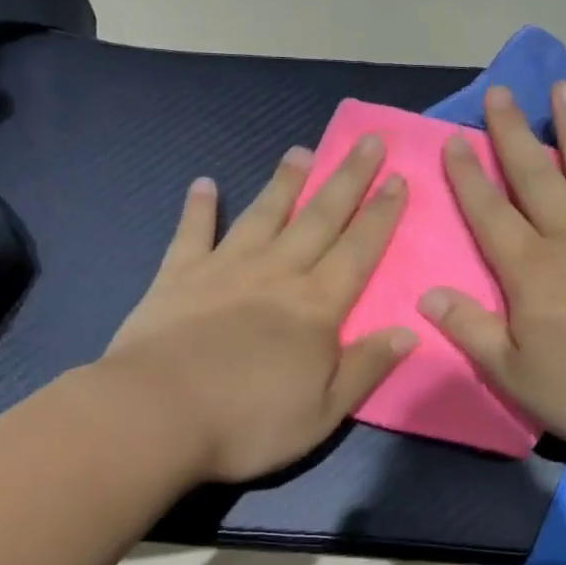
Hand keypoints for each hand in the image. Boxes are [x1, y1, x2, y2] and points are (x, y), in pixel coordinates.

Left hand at [102, 137, 415, 483]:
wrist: (157, 416)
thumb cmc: (247, 423)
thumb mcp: (323, 412)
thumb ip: (365, 368)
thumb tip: (408, 332)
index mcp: (315, 307)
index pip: (359, 251)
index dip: (381, 215)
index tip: (398, 178)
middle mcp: (276, 274)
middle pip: (319, 219)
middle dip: (347, 179)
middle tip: (368, 141)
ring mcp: (224, 269)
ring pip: (263, 215)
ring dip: (284, 182)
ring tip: (300, 151)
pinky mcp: (177, 276)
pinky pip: (192, 233)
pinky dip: (199, 208)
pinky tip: (204, 184)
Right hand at [419, 82, 565, 459]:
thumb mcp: (516, 375)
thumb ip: (471, 330)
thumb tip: (427, 294)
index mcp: (531, 271)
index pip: (489, 214)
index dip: (468, 176)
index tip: (454, 139)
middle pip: (536, 177)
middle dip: (513, 133)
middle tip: (500, 91)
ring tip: (563, 87)